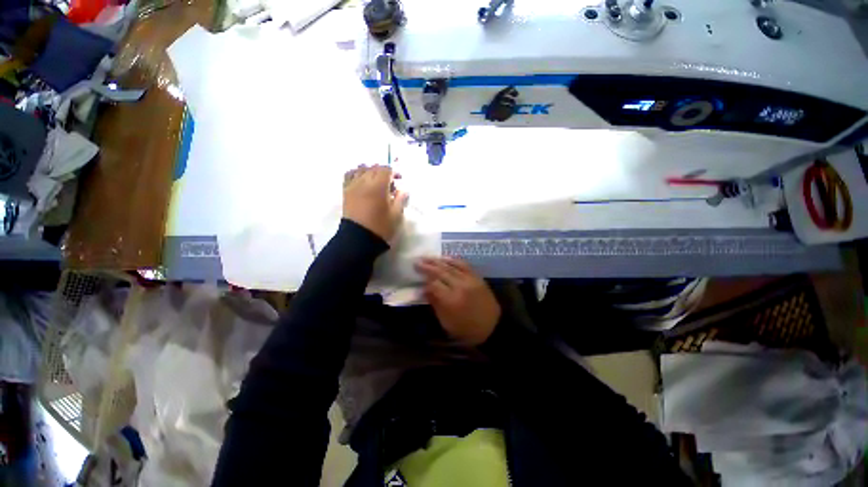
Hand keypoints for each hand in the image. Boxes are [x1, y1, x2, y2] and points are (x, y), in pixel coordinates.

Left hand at [343, 165, 407, 241]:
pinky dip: (356, 173)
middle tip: (390, 183)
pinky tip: (362, 181)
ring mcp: (353, 186)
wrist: (358, 239)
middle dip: (383, 171)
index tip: (399, 180)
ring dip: (370, 171)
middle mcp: (364, 182)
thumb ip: (400, 200)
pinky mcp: (345, 192)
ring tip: (376, 181)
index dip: (394, 172)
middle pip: (373, 167)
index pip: (386, 169)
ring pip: (361, 169)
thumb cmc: (380, 227)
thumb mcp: (396, 215)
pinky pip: (349, 175)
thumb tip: (403, 190)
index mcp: (378, 187)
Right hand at [414, 257, 500, 345]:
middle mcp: (460, 286)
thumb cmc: (467, 329)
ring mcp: (470, 280)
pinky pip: (464, 264)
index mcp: (451, 300)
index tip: (418, 280)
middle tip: (417, 261)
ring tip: (427, 257)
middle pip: (440, 272)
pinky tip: (445, 258)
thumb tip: (424, 290)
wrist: (493, 326)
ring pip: (451, 266)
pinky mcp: (477, 277)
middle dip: (427, 266)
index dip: (424, 281)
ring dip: (438, 260)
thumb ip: (435, 303)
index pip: (433, 285)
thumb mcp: (447, 322)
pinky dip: (453, 260)